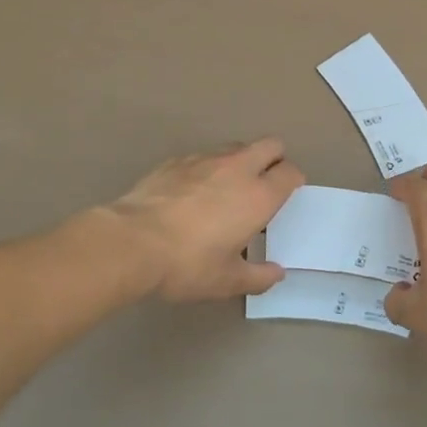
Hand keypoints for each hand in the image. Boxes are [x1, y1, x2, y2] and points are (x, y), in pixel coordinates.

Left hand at [106, 138, 302, 301]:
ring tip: (227, 189)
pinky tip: (191, 193)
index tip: (287, 195)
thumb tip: (276, 273)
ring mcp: (206, 159)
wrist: (132, 242)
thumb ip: (257, 276)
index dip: (293, 181)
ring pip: (237, 147)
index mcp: (258, 196)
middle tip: (265, 184)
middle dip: (275, 159)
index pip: (290, 172)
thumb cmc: (188, 264)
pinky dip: (207, 169)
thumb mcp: (226, 281)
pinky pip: (204, 156)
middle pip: (271, 145)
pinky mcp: (177, 159)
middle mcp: (238, 168)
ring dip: (241, 161)